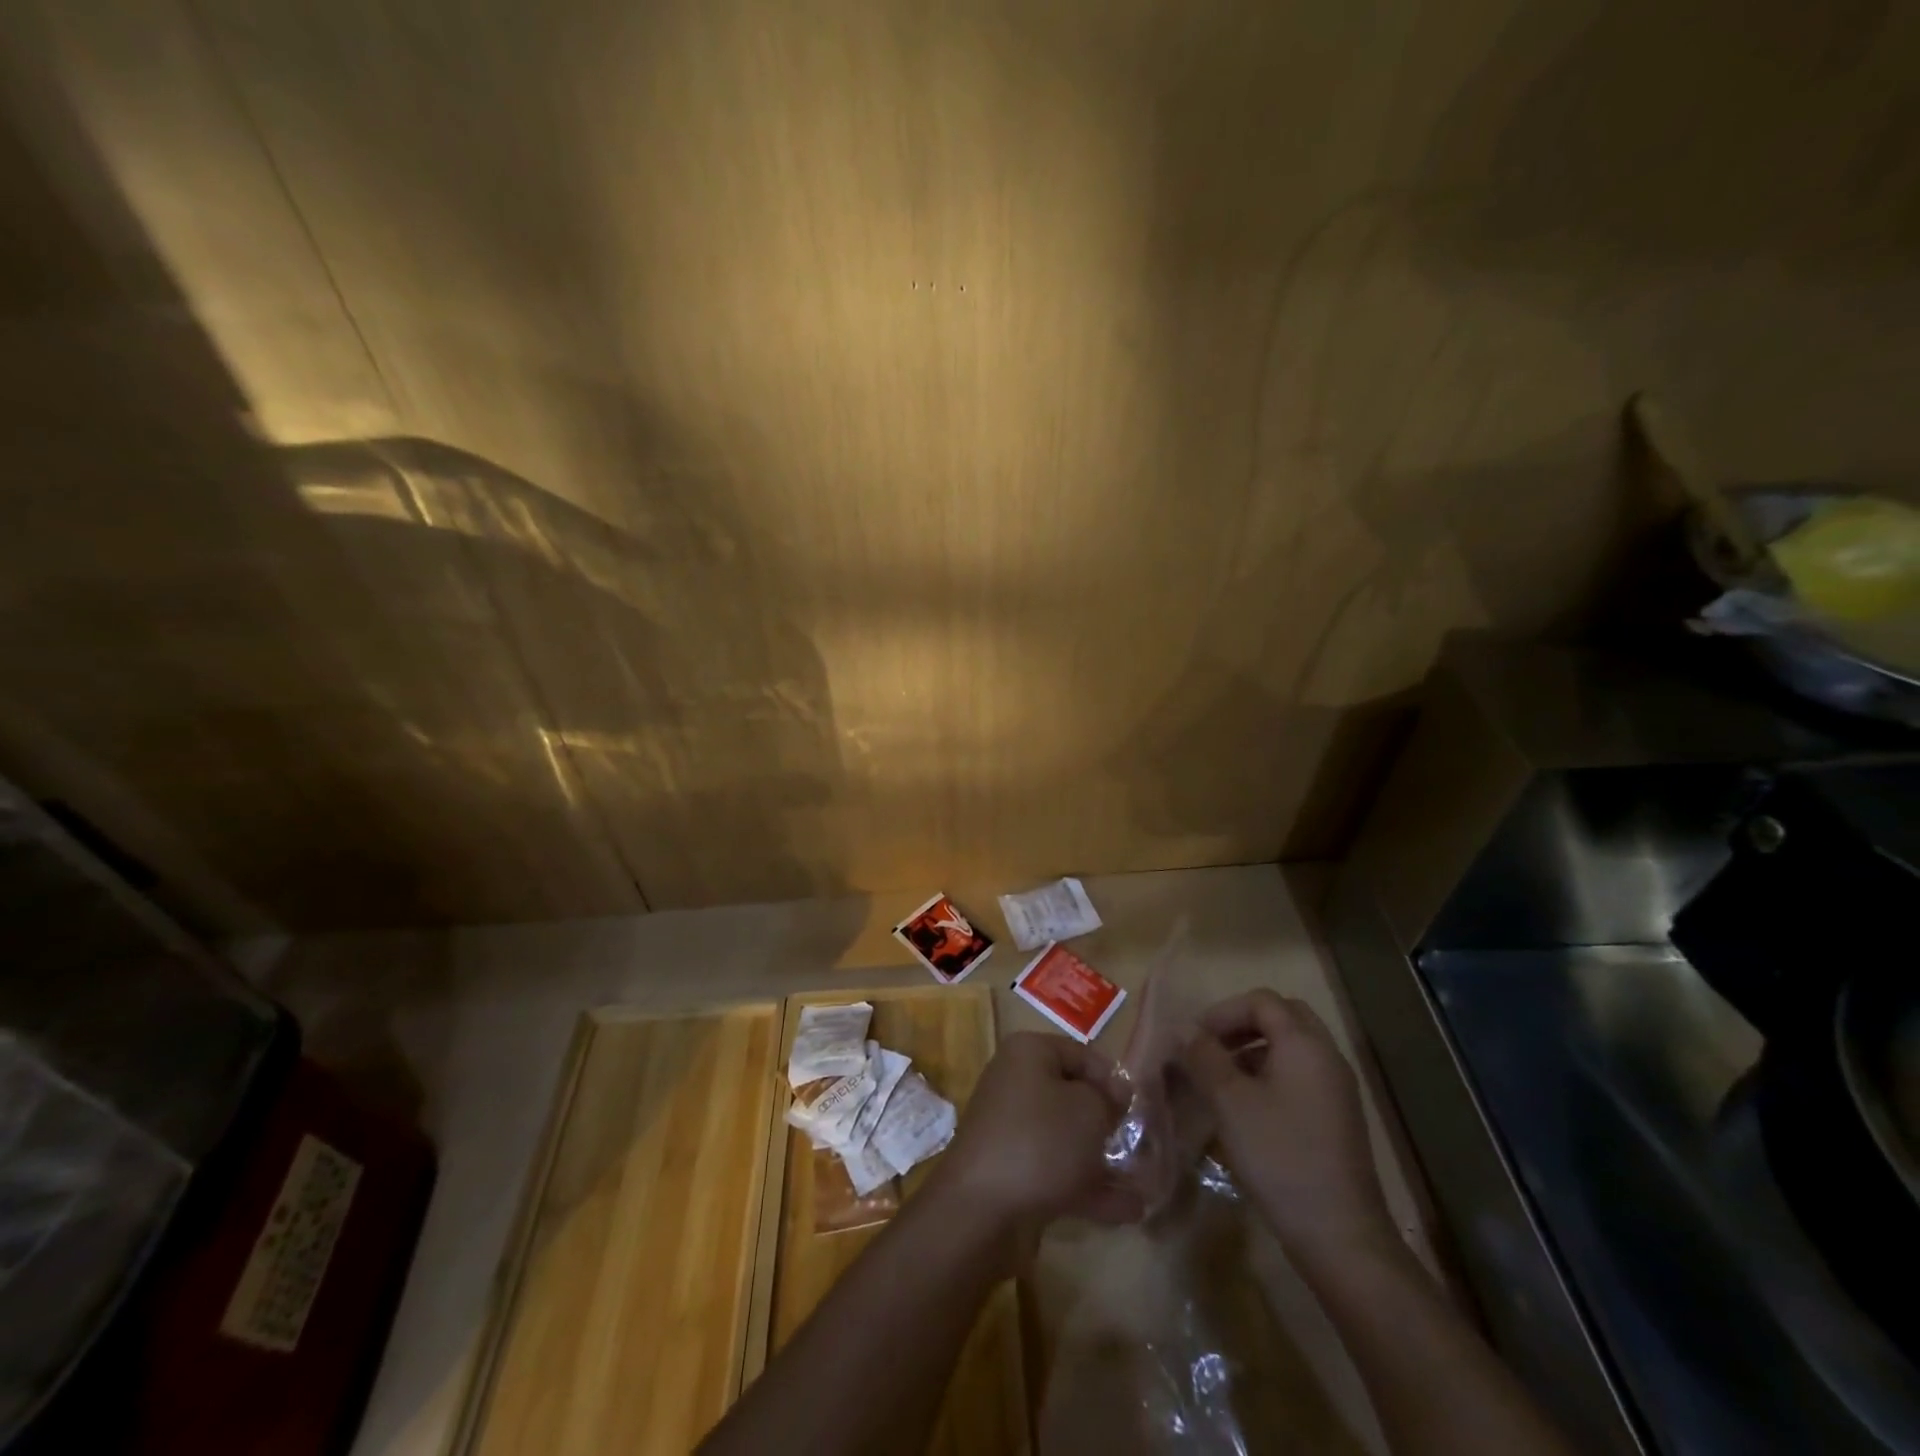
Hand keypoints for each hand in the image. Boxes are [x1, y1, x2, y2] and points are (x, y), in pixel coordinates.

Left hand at [926, 1032, 1140, 1257]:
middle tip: (1143, 1145)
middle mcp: (1016, 1083)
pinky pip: (1058, 1171)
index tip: (1138, 1108)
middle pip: (1072, 1096)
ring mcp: (1012, 1130)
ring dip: (1103, 1160)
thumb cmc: (1041, 1141)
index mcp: (1029, 1053)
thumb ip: (1108, 1098)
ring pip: (1067, 1138)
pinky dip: (1089, 1188)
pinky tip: (1129, 1210)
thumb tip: (1115, 1093)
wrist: (981, 1209)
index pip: (1081, 1054)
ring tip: (1145, 1183)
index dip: (1112, 1079)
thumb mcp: (1089, 1110)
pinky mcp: (1013, 1172)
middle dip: (1108, 1123)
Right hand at [1182, 990, 1397, 1269]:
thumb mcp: (1230, 1102)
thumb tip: (1184, 1030)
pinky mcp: (1337, 1118)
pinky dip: (1271, 1075)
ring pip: (1292, 1048)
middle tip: (1211, 1048)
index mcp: (1304, 1044)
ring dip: (1255, 1050)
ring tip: (1222, 1079)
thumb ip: (1204, 1057)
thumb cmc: (1280, 1156)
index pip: (1262, 1001)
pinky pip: (1301, 1076)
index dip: (1223, 1012)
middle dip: (1242, 1025)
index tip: (1194, 1039)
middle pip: (1283, 1017)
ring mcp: (1337, 1089)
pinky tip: (1247, 1108)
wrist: (1339, 1235)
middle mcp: (1326, 1057)